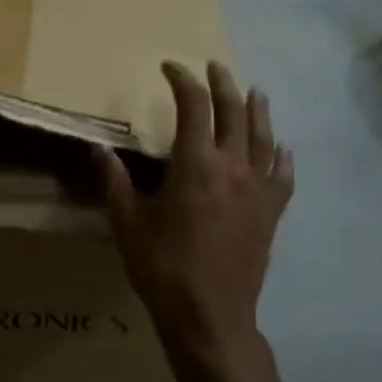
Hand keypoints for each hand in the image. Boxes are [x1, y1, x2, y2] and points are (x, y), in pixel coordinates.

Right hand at [96, 62, 293, 370]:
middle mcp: (232, 166)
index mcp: (195, 164)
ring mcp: (258, 190)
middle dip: (223, 84)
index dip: (182, 80)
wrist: (209, 314)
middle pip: (234, 112)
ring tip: (255, 92)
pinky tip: (282, 148)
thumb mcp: (127, 222)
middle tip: (214, 67)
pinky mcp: (271, 213)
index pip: (193, 106)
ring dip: (258, 110)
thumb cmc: (162, 266)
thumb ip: (114, 181)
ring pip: (263, 137)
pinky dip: (282, 156)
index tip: (170, 68)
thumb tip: (98, 148)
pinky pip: (283, 175)